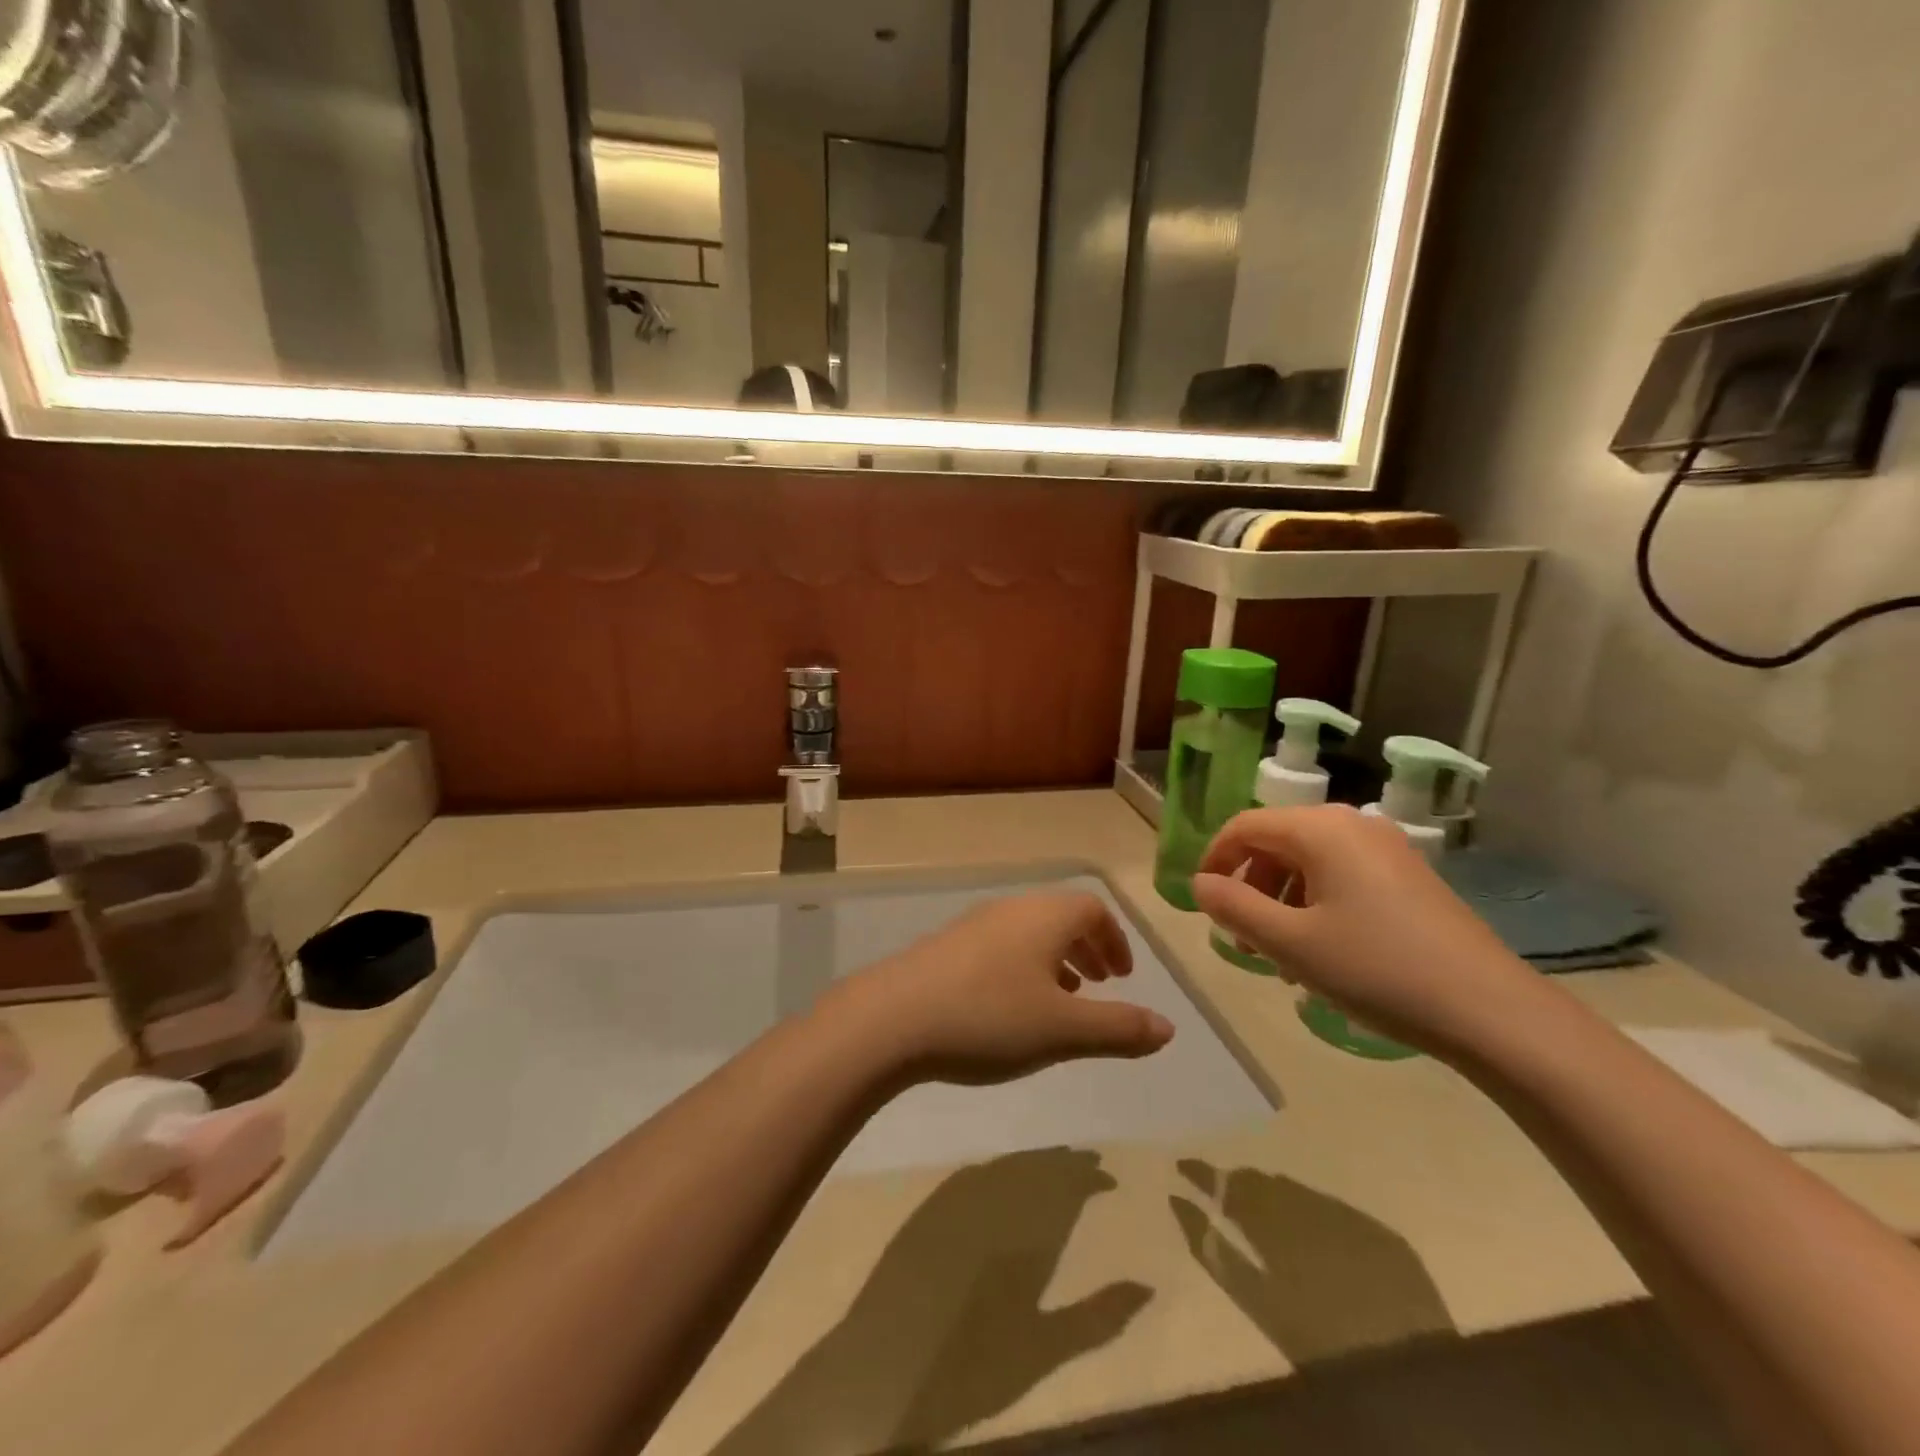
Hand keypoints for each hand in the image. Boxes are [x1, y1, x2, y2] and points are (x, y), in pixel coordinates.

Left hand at [825, 891, 1174, 1085]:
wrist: (892, 1019)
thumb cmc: (989, 1018)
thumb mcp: (1064, 1031)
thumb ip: (1119, 1028)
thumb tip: (1169, 1028)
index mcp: (1044, 917)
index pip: (1092, 909)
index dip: (1114, 939)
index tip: (1122, 977)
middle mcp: (1010, 909)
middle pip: (1060, 916)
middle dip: (1087, 948)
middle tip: (1101, 985)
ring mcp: (973, 925)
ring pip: (1028, 932)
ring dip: (1054, 959)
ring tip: (1061, 1000)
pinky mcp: (945, 947)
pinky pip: (999, 946)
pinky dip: (1021, 967)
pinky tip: (1010, 1008)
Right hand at [1192, 805, 1543, 1058]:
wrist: (1492, 1012)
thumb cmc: (1377, 969)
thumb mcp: (1289, 943)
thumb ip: (1233, 907)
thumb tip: (1201, 883)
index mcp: (1320, 829)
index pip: (1244, 825)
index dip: (1214, 860)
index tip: (1203, 903)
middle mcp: (1352, 825)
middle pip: (1276, 842)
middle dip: (1249, 887)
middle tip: (1243, 940)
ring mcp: (1386, 850)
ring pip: (1308, 863)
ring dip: (1280, 902)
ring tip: (1281, 957)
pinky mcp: (1408, 878)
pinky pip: (1341, 878)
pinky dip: (1315, 906)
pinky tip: (1322, 954)